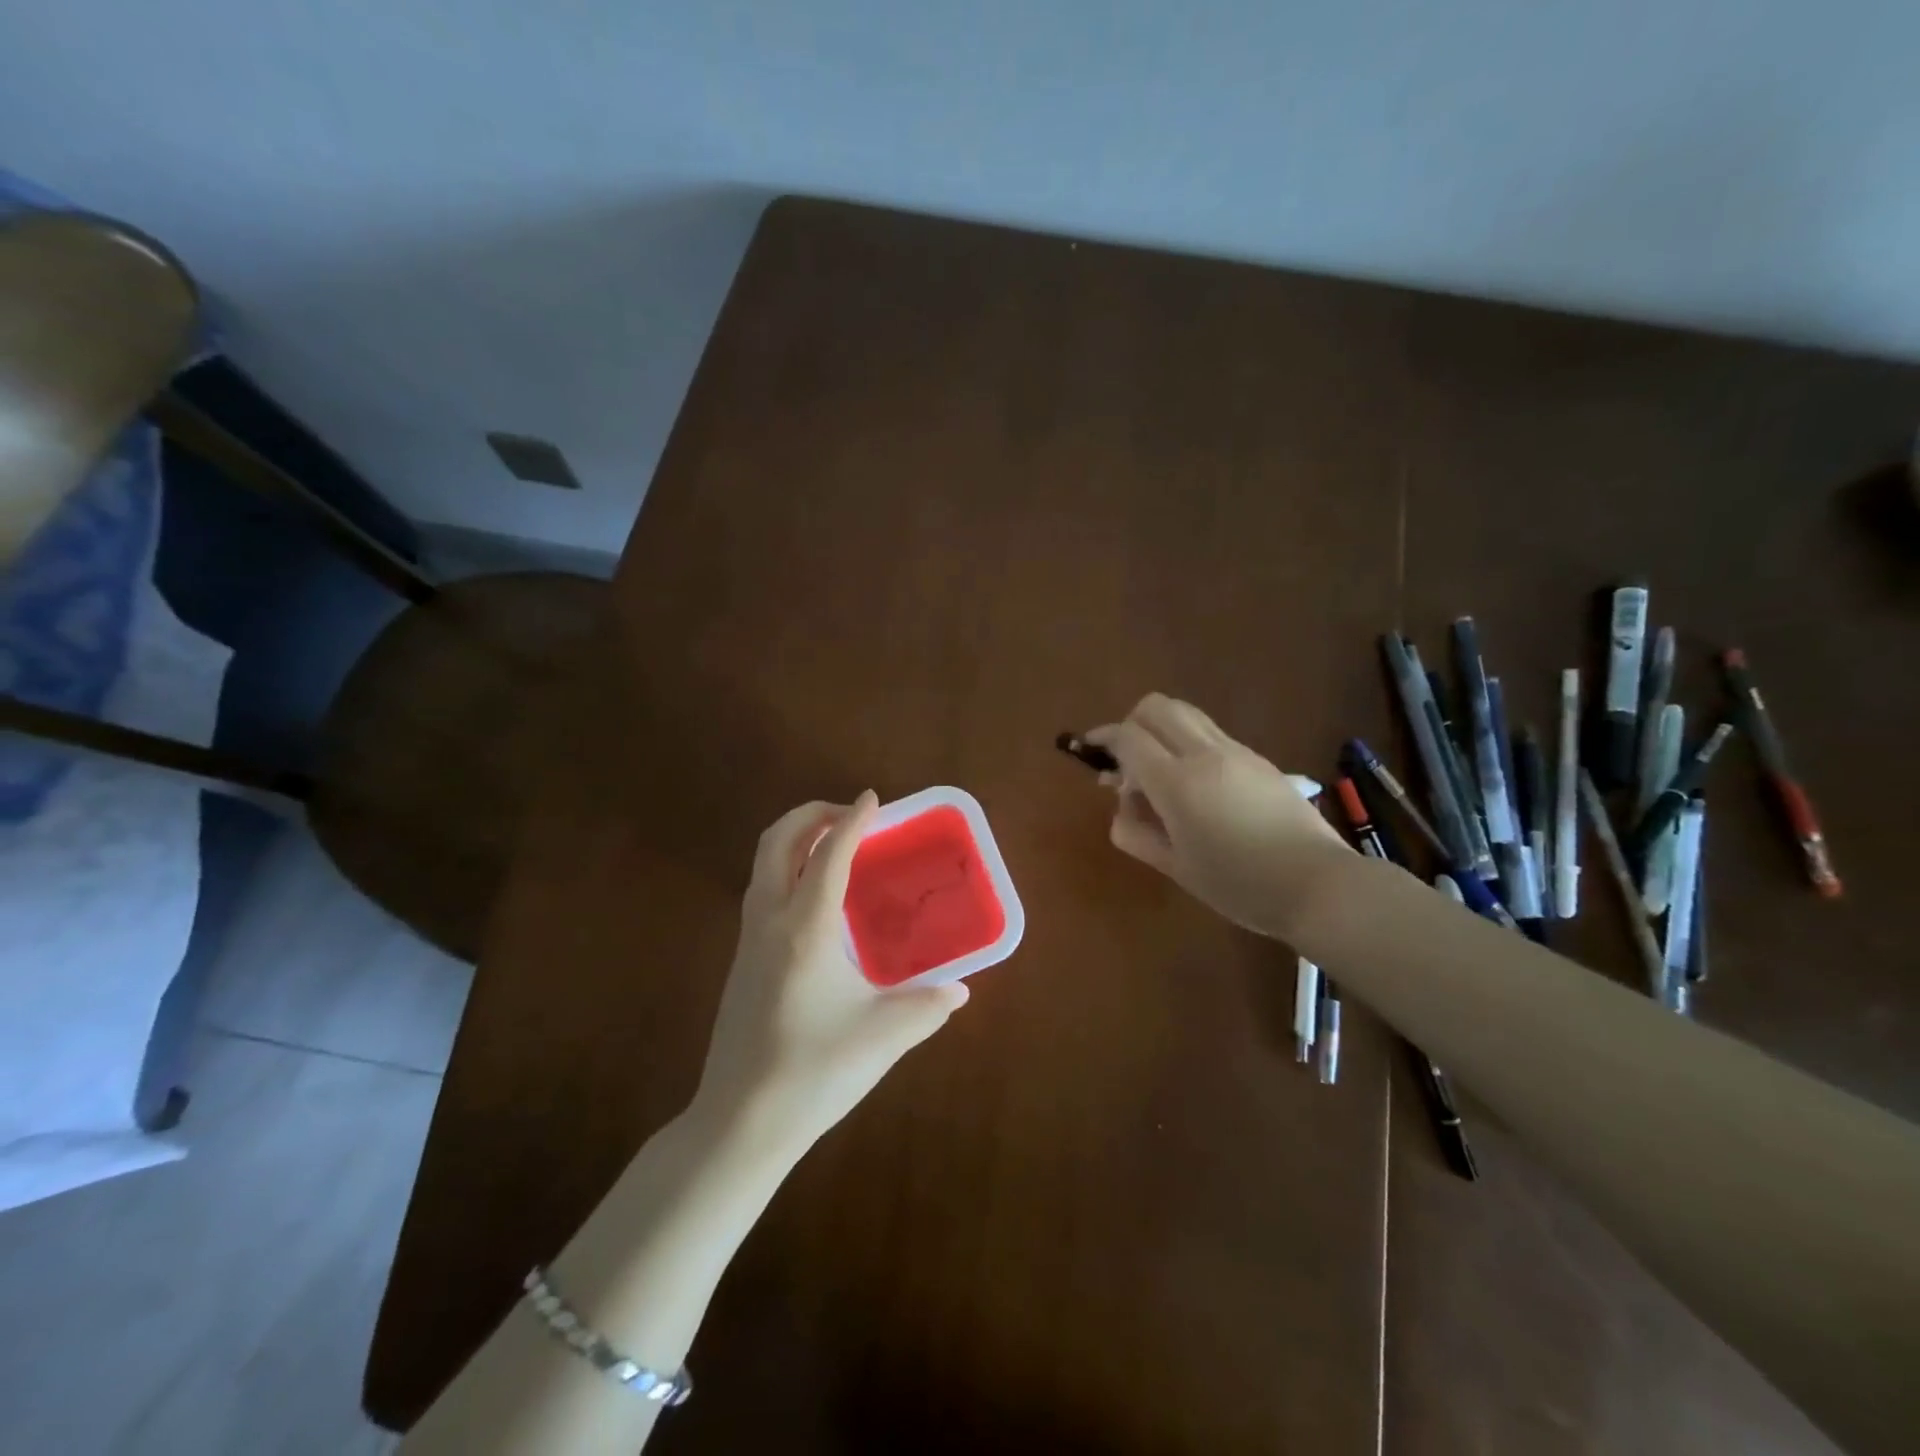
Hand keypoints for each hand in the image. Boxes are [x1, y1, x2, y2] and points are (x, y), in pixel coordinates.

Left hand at [693, 792, 969, 1154]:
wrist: (740, 1122)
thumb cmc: (814, 1072)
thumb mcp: (884, 1036)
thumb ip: (929, 1006)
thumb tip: (961, 990)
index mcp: (806, 928)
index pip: (829, 854)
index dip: (853, 820)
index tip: (873, 799)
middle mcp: (770, 921)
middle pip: (778, 841)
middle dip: (810, 814)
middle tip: (848, 815)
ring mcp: (749, 940)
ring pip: (763, 863)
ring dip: (795, 839)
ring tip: (834, 845)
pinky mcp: (742, 960)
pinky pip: (762, 890)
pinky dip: (787, 869)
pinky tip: (817, 900)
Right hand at [1088, 694, 1349, 938]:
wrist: (1318, 885)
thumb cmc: (1238, 885)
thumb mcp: (1175, 867)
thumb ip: (1136, 831)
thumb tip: (1122, 804)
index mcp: (1178, 782)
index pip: (1128, 737)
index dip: (1103, 738)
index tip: (1090, 751)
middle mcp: (1205, 753)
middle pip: (1156, 706)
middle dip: (1131, 723)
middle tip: (1126, 760)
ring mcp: (1236, 751)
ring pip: (1186, 713)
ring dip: (1162, 730)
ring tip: (1160, 772)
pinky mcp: (1259, 759)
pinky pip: (1211, 733)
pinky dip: (1188, 743)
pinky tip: (1196, 785)